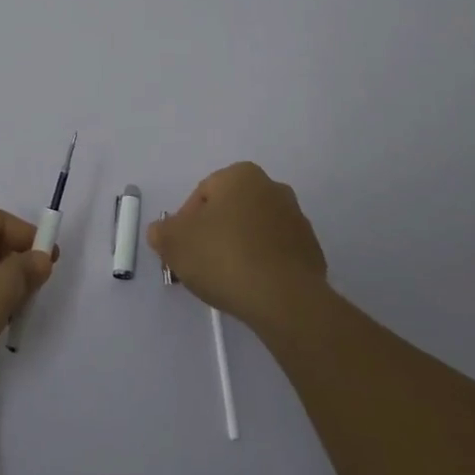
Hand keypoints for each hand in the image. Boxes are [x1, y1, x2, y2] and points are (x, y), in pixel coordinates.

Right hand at [148, 162, 327, 331]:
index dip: (185, 222)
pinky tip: (251, 288)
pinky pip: (276, 254)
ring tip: (226, 280)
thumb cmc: (224, 257)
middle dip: (213, 233)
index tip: (181, 249)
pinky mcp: (312, 251)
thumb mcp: (174, 242)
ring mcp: (297, 220)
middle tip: (199, 263)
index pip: (202, 193)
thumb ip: (162, 231)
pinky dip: (262, 265)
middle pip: (231, 210)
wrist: (284, 299)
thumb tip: (163, 232)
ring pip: (255, 231)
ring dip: (239, 248)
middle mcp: (273, 188)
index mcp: (241, 176)